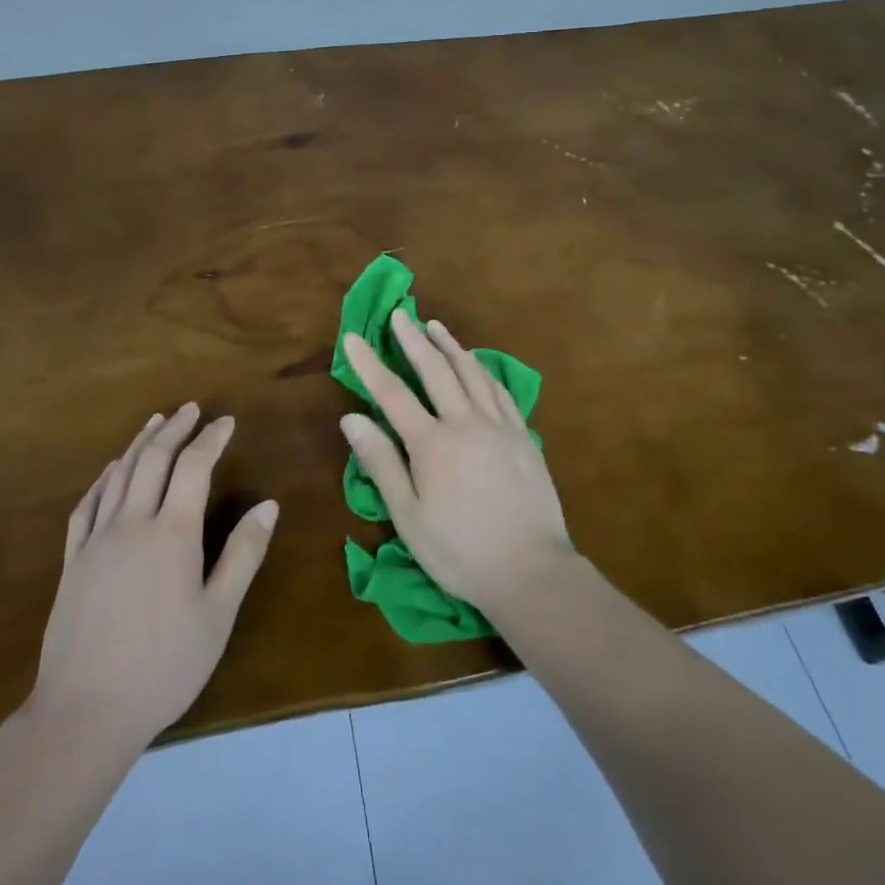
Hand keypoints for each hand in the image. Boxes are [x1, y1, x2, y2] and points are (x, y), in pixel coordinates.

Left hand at [30, 405, 278, 749]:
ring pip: (119, 475)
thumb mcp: (218, 615)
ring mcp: (97, 540)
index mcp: (172, 533)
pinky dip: (103, 478)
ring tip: (155, 422)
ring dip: (140, 443)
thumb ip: (244, 555)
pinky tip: (111, 470)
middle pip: (154, 459)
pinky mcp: (72, 561)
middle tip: (190, 408)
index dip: (211, 438)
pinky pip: (87, 505)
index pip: (194, 466)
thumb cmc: (163, 666)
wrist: (83, 713)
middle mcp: (132, 523)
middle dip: (175, 428)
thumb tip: (269, 505)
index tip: (226, 421)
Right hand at [340, 312, 572, 617]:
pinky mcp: (523, 436)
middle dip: (413, 340)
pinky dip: (483, 370)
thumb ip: (381, 462)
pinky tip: (477, 363)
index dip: (370, 365)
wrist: (531, 570)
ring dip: (450, 346)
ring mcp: (499, 425)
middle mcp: (465, 422)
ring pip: (471, 373)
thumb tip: (352, 418)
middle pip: (435, 370)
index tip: (353, 338)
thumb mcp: (409, 516)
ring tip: (435, 326)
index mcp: (432, 443)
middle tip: (400, 314)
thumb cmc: (460, 551)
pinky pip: (499, 390)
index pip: (393, 394)